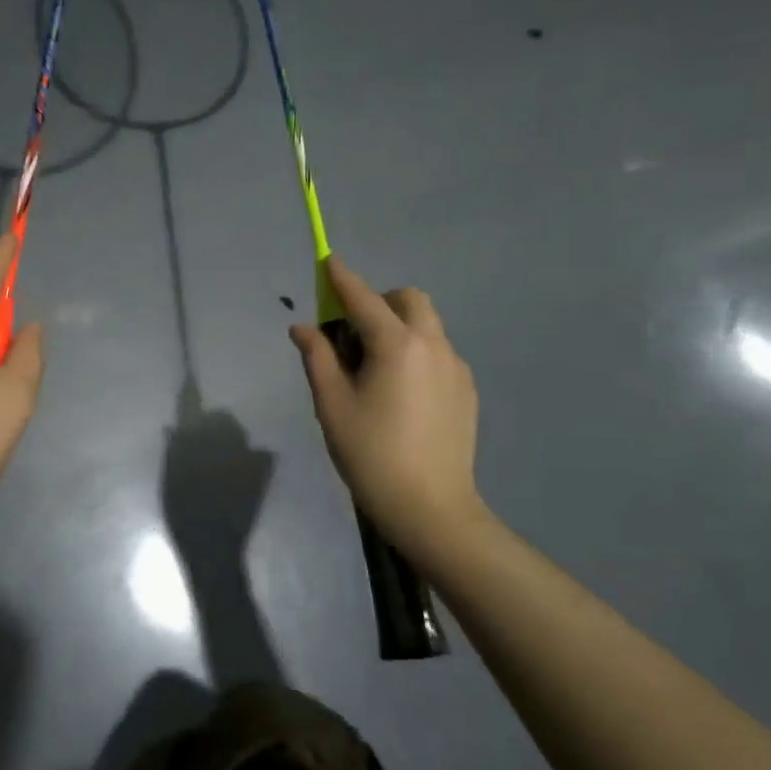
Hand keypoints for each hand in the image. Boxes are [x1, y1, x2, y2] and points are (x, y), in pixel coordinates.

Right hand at [290, 257, 484, 561]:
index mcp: (396, 346)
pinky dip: (416, 352)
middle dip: (379, 301)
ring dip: (399, 327)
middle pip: (409, 300)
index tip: (328, 261)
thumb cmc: (371, 454)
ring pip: (427, 325)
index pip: (363, 299)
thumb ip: (318, 358)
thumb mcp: (332, 405)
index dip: (341, 279)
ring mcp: (456, 367)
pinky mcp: (466, 389)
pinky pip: (438, 352)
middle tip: (353, 332)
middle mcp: (433, 345)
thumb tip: (304, 328)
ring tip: (375, 368)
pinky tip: (401, 393)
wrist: (431, 507)